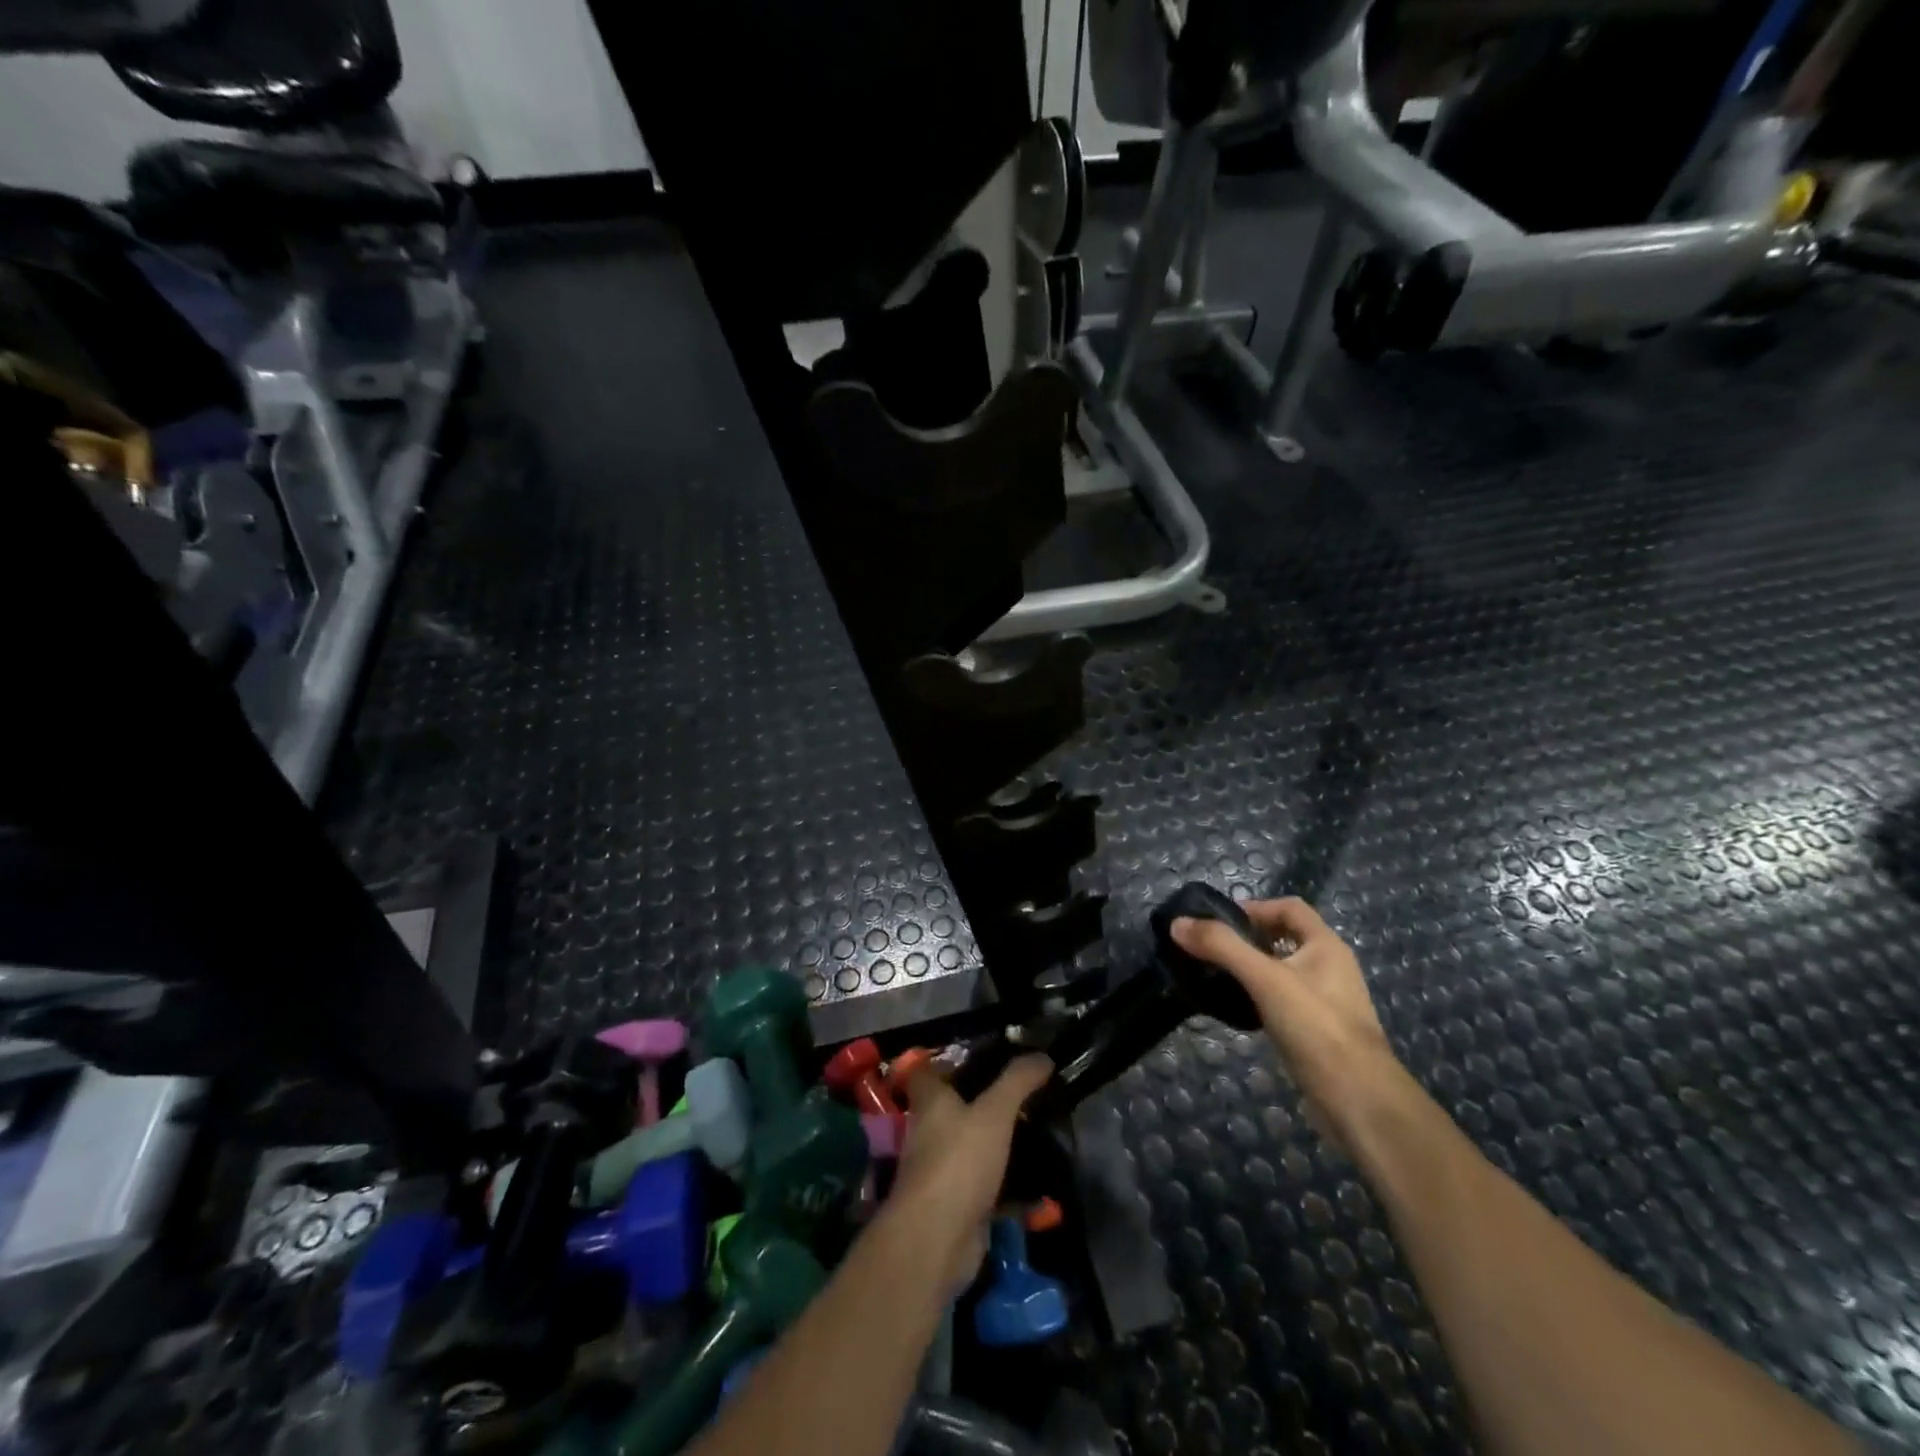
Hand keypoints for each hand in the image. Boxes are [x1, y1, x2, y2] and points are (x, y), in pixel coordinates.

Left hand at [888, 1055, 1051, 1290]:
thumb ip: (1017, 1082)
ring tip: (1039, 1133)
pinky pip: (988, 1189)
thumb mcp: (994, 1112)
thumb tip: (1042, 1055)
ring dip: (1000, 1144)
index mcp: (930, 1102)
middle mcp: (930, 1133)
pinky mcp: (958, 1205)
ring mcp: (943, 1171)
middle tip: (1024, 1095)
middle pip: (954, 1109)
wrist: (937, 1240)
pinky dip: (1012, 1189)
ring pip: (973, 1148)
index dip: (948, 1062)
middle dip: (985, 1103)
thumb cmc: (959, 1161)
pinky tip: (1042, 1186)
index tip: (983, 1057)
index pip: (927, 1071)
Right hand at [1171, 898, 1402, 1146]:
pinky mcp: (1318, 1031)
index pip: (1289, 907)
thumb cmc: (1316, 1027)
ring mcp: (1326, 1001)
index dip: (1255, 907)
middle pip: (1284, 938)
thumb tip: (1177, 923)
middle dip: (1248, 939)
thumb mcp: (1265, 979)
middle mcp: (1330, 968)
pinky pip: (1283, 1001)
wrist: (1359, 1100)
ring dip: (1251, 969)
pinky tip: (1238, 1011)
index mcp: (1326, 946)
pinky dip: (1259, 998)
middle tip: (1212, 950)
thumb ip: (1222, 947)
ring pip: (1282, 971)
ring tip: (1217, 977)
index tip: (1219, 922)